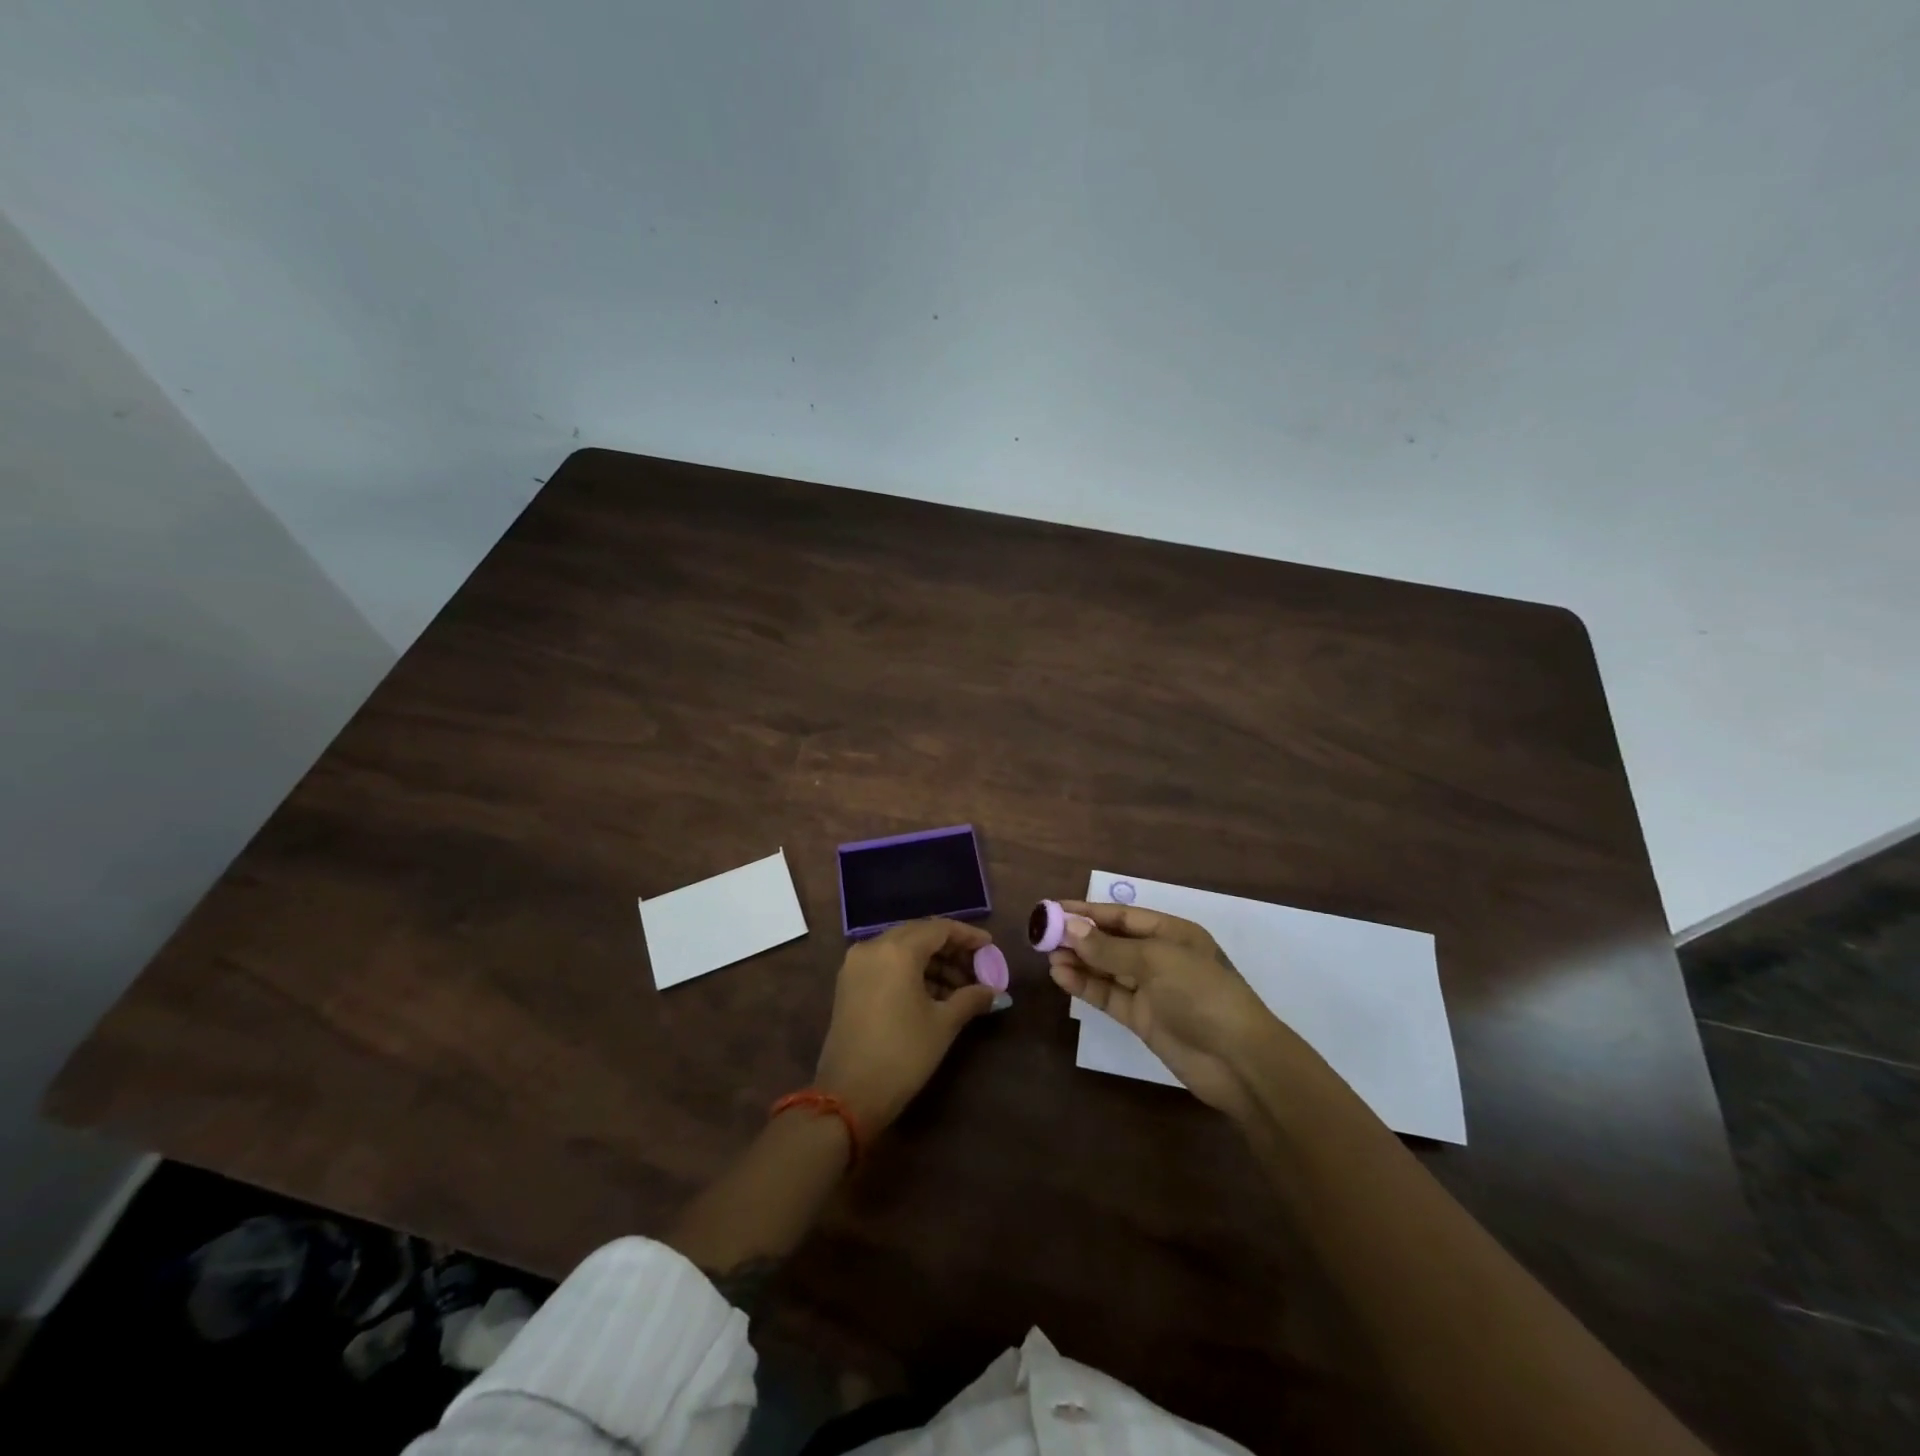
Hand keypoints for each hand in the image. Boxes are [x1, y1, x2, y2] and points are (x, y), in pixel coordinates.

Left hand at [814, 918, 998, 1133]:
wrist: (848, 1096)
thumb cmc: (902, 1055)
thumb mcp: (943, 1024)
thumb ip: (971, 998)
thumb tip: (995, 992)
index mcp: (897, 950)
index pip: (939, 928)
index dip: (968, 936)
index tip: (990, 947)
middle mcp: (873, 947)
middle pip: (919, 934)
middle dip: (950, 949)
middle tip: (977, 968)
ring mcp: (856, 964)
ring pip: (902, 949)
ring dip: (932, 962)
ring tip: (960, 988)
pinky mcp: (848, 983)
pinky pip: (886, 963)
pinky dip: (910, 971)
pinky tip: (933, 993)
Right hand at [1047, 900, 1303, 1119]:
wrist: (1238, 1060)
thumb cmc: (1201, 994)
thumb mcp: (1155, 960)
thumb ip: (1110, 947)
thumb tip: (1070, 928)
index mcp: (1172, 933)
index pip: (1123, 915)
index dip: (1088, 912)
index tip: (1054, 908)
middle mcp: (1160, 957)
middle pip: (1112, 941)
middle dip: (1080, 937)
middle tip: (1043, 934)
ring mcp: (1151, 990)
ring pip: (1107, 969)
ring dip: (1079, 961)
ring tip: (1047, 956)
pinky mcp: (1142, 1019)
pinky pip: (1108, 995)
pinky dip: (1086, 985)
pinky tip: (1061, 976)